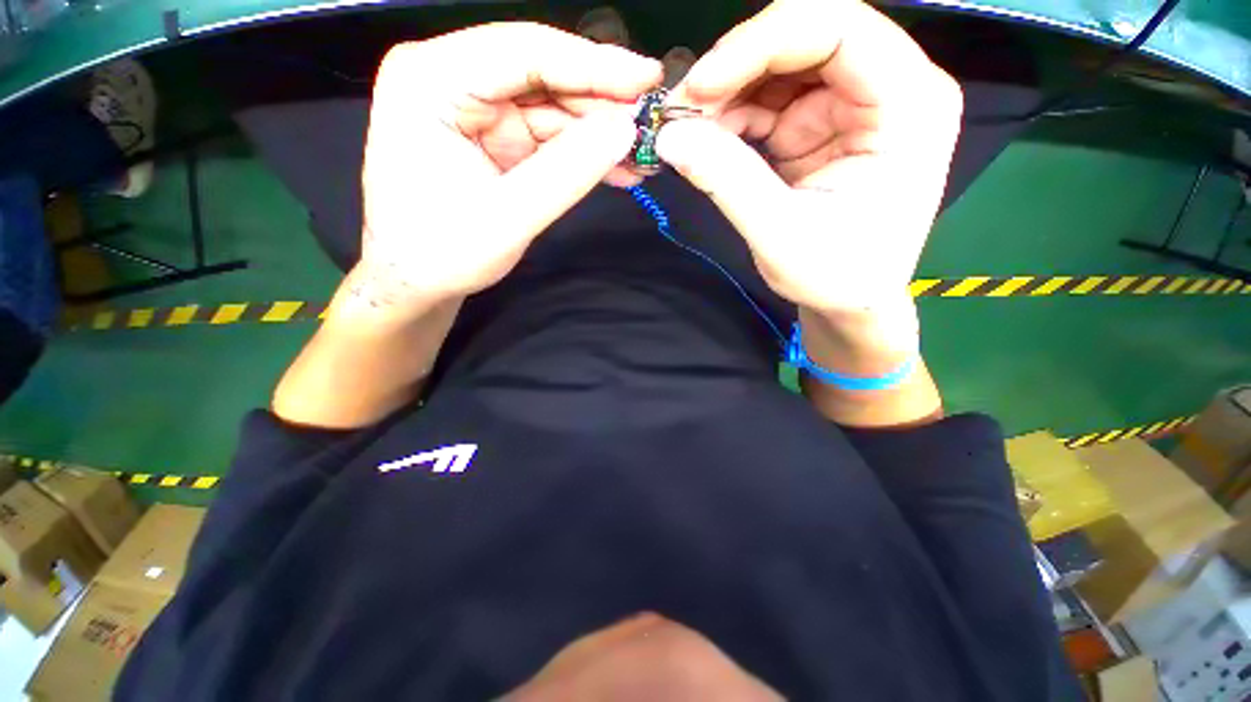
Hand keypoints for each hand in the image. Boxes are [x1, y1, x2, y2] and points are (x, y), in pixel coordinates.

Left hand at [353, 23, 661, 317]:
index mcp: (432, 80)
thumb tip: (626, 130)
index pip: (524, 53)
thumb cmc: (443, 253)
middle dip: (601, 104)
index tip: (649, 78)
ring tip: (643, 157)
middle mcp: (451, 80)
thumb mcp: (508, 217)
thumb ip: (567, 172)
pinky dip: (584, 154)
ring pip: (552, 109)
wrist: (417, 282)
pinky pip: (549, 138)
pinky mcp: (495, 139)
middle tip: (653, 127)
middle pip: (542, 76)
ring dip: (599, 134)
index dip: (594, 64)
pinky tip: (617, 169)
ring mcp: (476, 110)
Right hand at [658, 0, 961, 323]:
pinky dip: (732, 117)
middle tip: (683, 111)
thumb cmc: (835, 276)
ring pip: (780, 66)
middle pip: (806, 37)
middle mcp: (889, 87)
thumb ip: (726, 180)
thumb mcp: (779, 234)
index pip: (838, 27)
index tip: (699, 88)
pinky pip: (770, 101)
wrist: (850, 301)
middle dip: (736, 68)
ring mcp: (853, 103)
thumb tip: (668, 136)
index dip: (759, 43)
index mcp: (909, 104)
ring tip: (689, 133)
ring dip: (728, 94)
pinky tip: (708, 142)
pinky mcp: (822, 124)